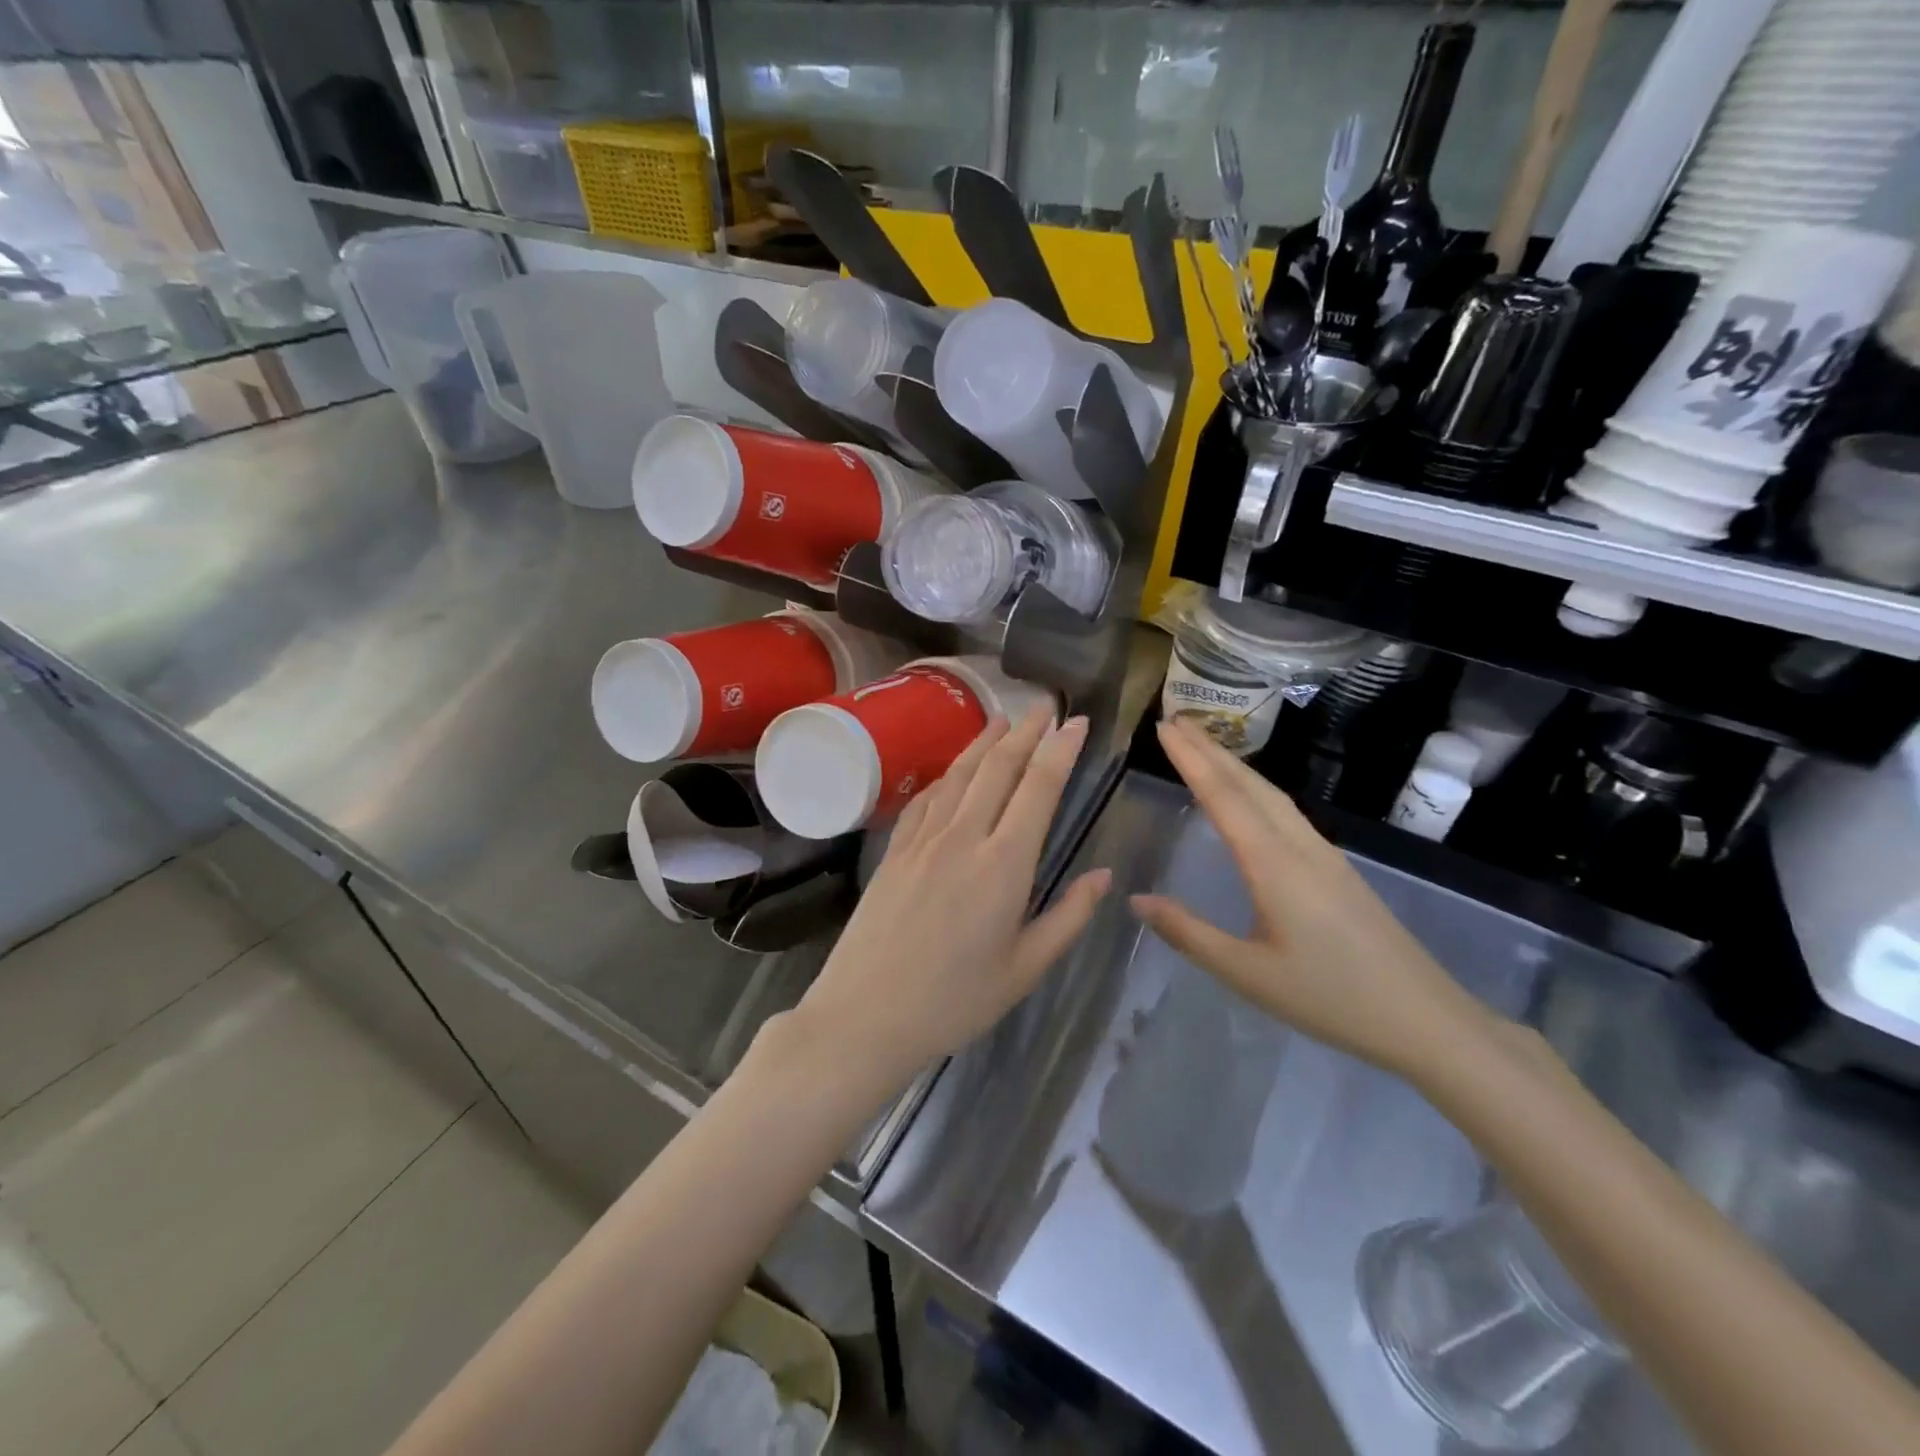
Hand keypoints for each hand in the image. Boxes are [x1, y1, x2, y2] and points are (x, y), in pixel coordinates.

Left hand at [788, 708, 1110, 1096]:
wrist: (865, 1015)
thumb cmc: (955, 1001)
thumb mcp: (1025, 969)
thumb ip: (1069, 916)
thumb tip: (1104, 875)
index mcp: (1004, 865)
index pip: (1039, 788)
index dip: (1061, 749)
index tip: (1077, 722)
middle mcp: (964, 837)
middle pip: (999, 767)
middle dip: (1026, 730)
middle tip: (1045, 704)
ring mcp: (923, 839)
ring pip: (960, 774)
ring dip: (985, 741)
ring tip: (1004, 718)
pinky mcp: (895, 850)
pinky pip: (926, 798)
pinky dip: (947, 774)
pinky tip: (954, 769)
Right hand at [1131, 718, 1497, 1084]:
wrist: (1425, 1019)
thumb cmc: (1330, 997)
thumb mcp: (1247, 973)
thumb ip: (1188, 933)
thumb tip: (1136, 899)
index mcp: (1273, 864)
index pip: (1223, 798)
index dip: (1191, 760)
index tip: (1164, 727)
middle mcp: (1299, 846)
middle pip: (1250, 784)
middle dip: (1210, 750)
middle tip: (1175, 722)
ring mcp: (1324, 854)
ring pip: (1272, 794)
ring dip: (1234, 766)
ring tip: (1204, 748)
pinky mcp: (1338, 868)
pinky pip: (1287, 812)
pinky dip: (1256, 789)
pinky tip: (1251, 798)